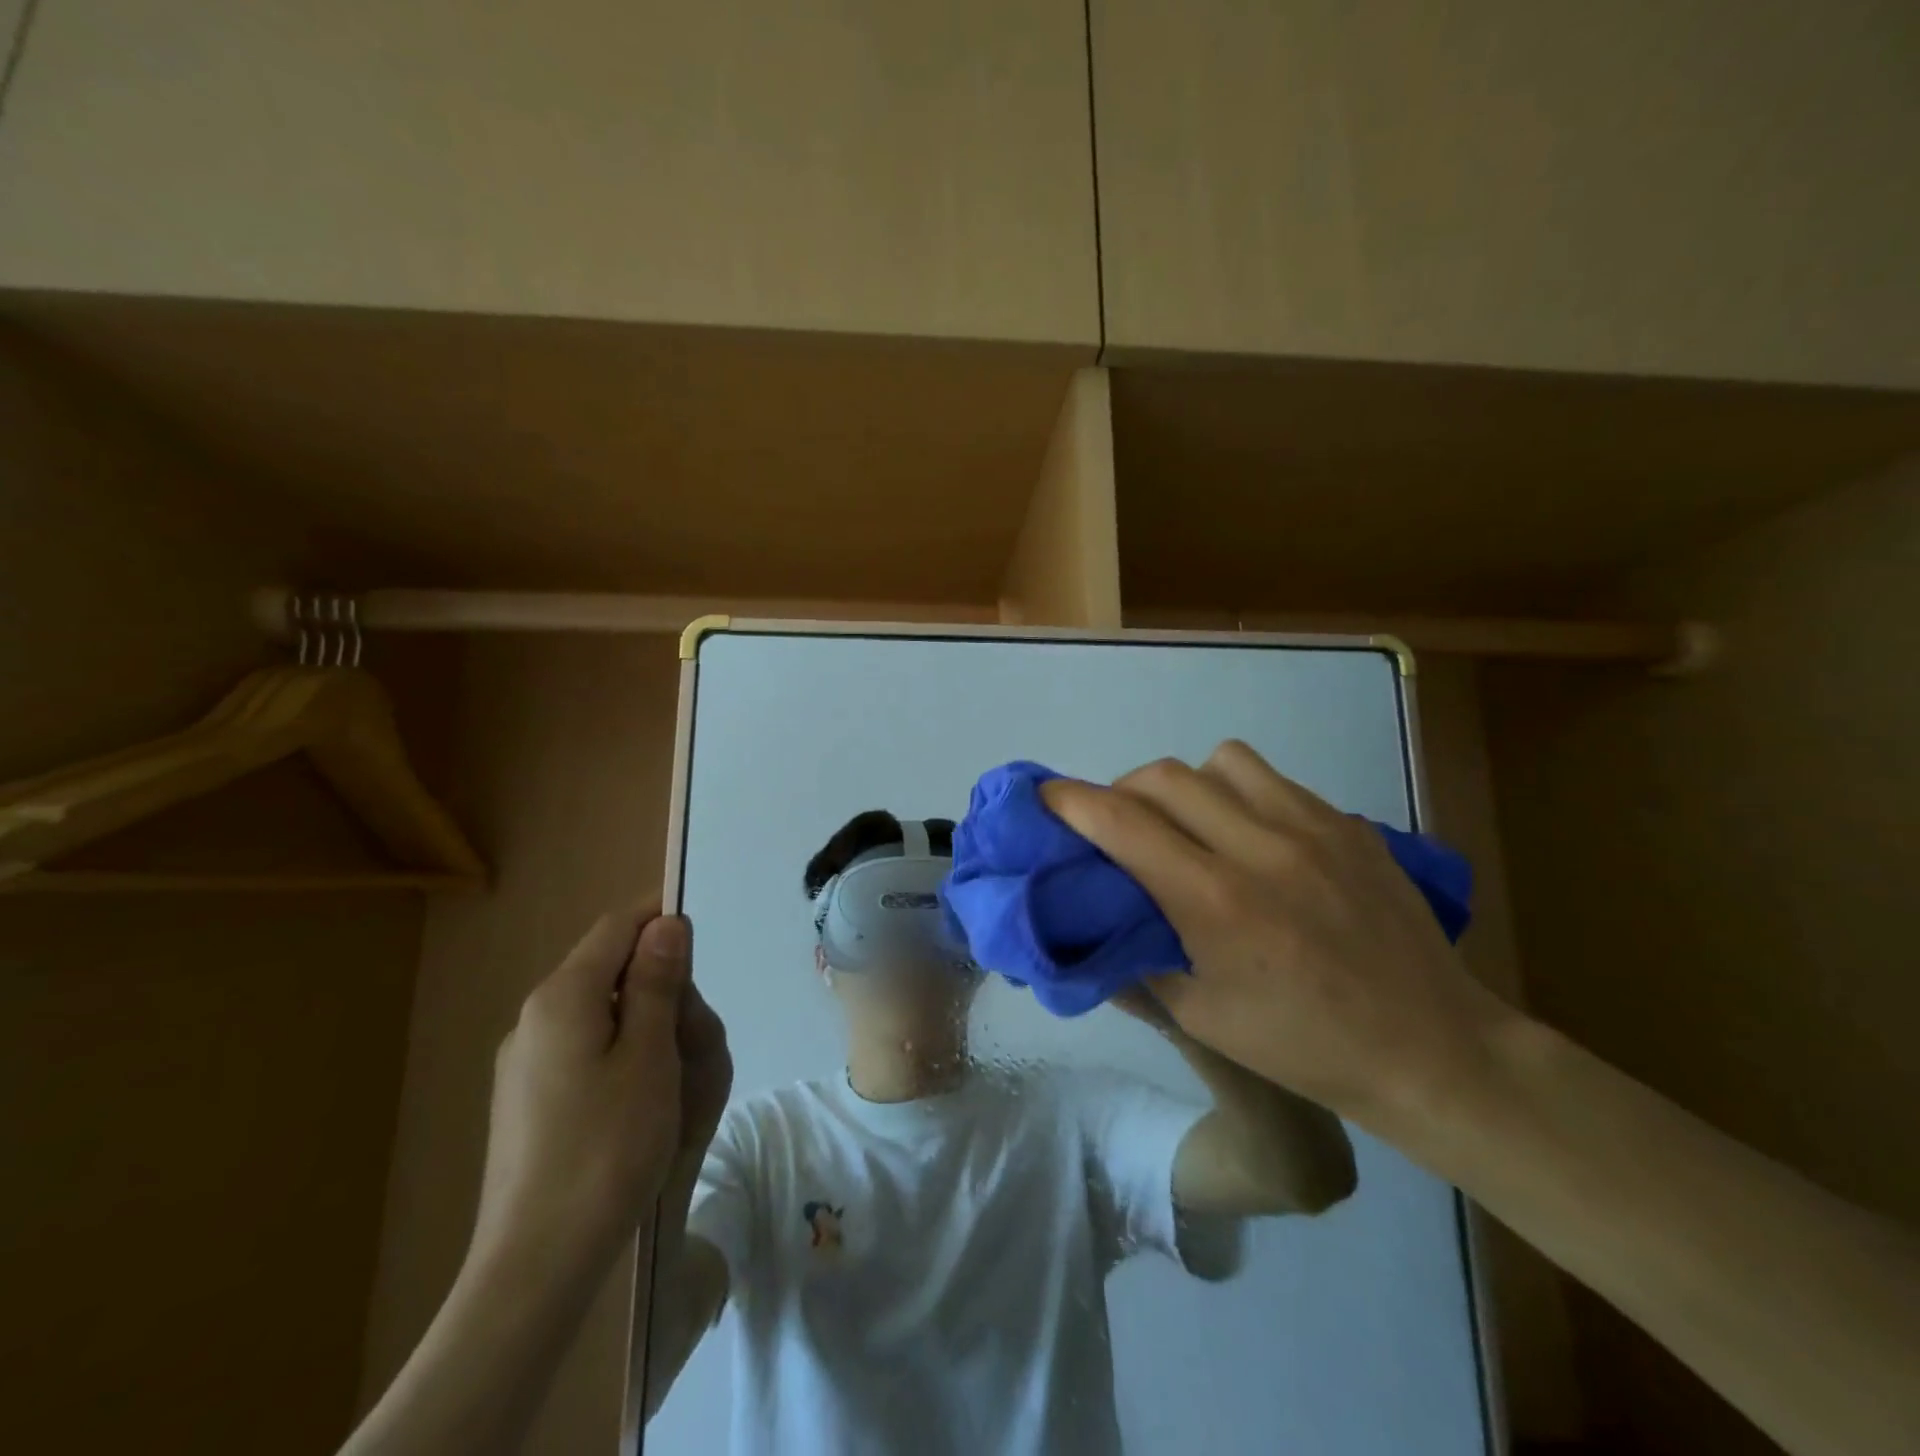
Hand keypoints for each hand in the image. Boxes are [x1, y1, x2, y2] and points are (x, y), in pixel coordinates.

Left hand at [472, 908, 723, 1270]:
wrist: (537, 1262)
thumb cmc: (607, 1147)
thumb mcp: (649, 1055)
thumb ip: (656, 982)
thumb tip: (666, 923)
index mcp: (562, 997)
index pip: (616, 926)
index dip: (660, 916)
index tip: (703, 936)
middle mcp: (534, 1018)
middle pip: (607, 967)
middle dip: (660, 980)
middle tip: (697, 1028)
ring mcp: (524, 1062)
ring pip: (598, 1011)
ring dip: (645, 1019)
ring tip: (676, 1070)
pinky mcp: (526, 1100)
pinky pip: (583, 1049)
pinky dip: (621, 1051)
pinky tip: (641, 1097)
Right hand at [1043, 741, 1515, 1121]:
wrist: (1432, 1048)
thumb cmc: (1304, 1046)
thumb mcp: (1202, 1018)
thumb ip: (1137, 958)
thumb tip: (1091, 923)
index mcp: (1215, 902)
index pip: (1121, 824)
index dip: (1070, 802)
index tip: (1044, 797)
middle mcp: (1258, 847)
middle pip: (1162, 776)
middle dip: (1122, 790)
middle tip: (1118, 824)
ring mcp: (1311, 827)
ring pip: (1218, 761)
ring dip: (1184, 784)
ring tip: (1188, 823)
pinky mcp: (1347, 824)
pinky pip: (1272, 779)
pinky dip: (1238, 792)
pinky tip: (1251, 835)